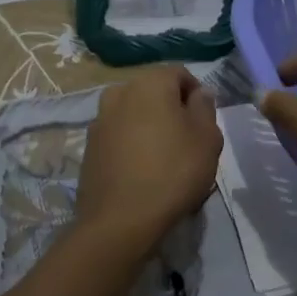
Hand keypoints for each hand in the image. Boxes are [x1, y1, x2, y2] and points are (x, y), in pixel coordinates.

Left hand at [77, 65, 222, 252]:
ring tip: (164, 160)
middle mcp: (120, 91)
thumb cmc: (173, 172)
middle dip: (172, 110)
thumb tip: (199, 93)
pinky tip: (142, 172)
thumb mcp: (207, 138)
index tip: (205, 124)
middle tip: (188, 143)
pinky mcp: (89, 146)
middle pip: (155, 92)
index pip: (180, 74)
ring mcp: (100, 119)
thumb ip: (205, 107)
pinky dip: (132, 145)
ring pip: (135, 114)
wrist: (120, 221)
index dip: (197, 95)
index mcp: (149, 82)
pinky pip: (119, 136)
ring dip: (150, 127)